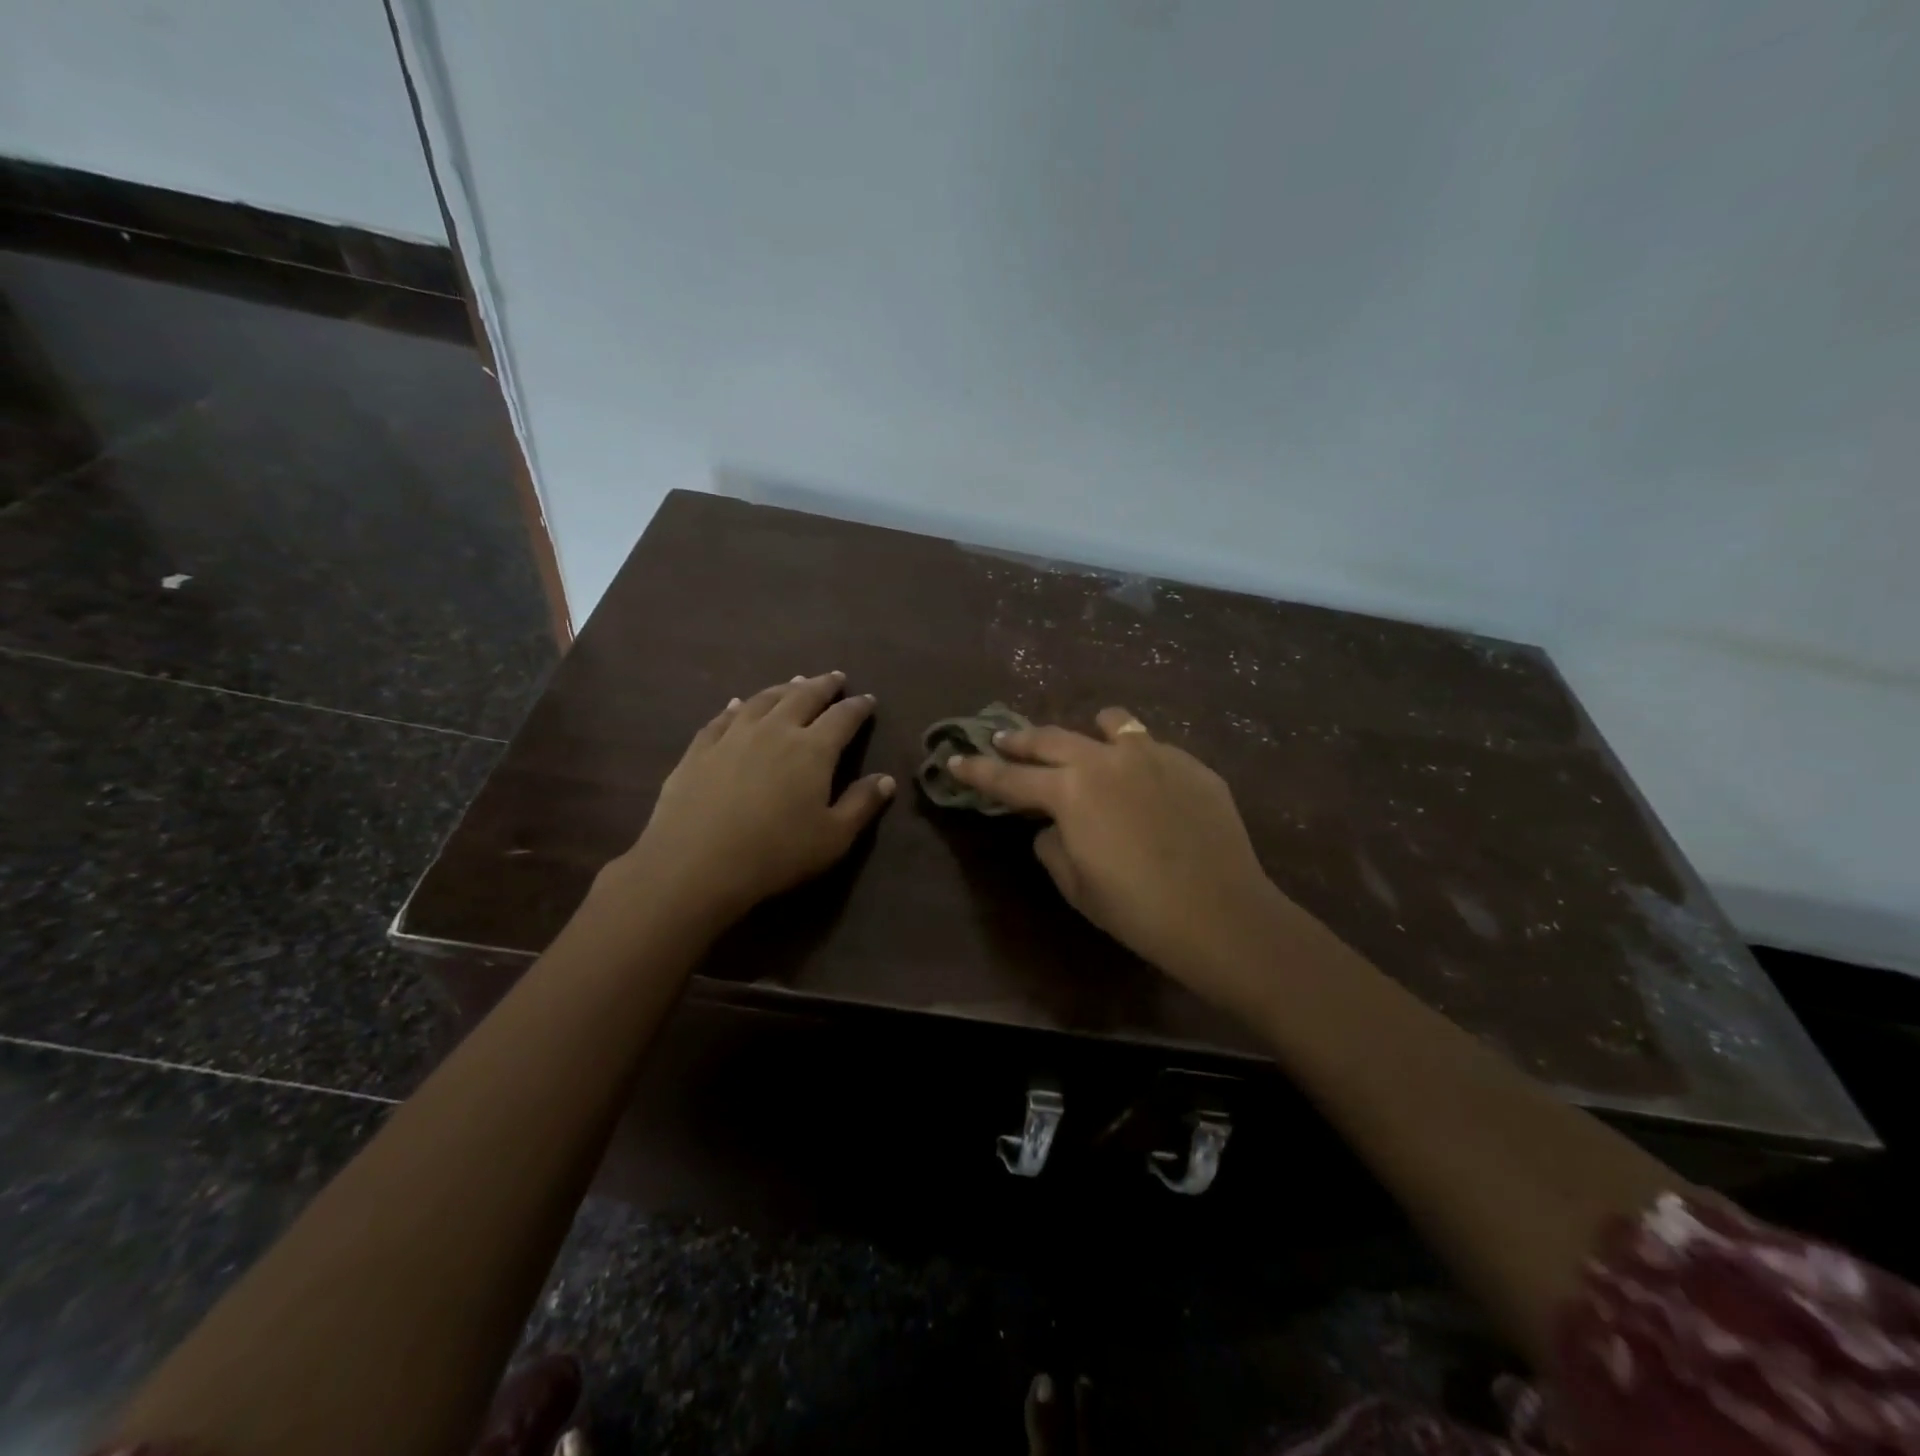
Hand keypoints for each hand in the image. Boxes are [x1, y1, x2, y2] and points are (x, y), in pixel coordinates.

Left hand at [613, 672, 894, 923]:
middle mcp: (775, 730)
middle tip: (835, 677)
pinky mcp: (700, 749)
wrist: (696, 863)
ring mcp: (734, 735)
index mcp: (813, 749)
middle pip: (803, 697)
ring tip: (795, 682)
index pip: (843, 718)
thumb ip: (862, 804)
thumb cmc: (776, 853)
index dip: (858, 707)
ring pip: (763, 699)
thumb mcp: (833, 837)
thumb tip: (887, 779)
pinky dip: (737, 706)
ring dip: (784, 688)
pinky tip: (738, 704)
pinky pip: (723, 717)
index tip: (868, 700)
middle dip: (823, 685)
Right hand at [948, 707, 1293, 1015]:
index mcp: (1070, 791)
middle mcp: (1105, 759)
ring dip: (1087, 731)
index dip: (977, 770)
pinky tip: (1144, 781)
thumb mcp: (1075, 883)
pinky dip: (1135, 756)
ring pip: (1111, 723)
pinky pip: (1153, 747)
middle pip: (1051, 739)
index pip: (1010, 778)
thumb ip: (1052, 843)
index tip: (954, 758)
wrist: (1220, 913)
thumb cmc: (1136, 908)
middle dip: (1020, 740)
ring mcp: (1153, 755)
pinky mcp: (1191, 764)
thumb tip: (1054, 823)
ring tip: (1085, 738)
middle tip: (1001, 738)